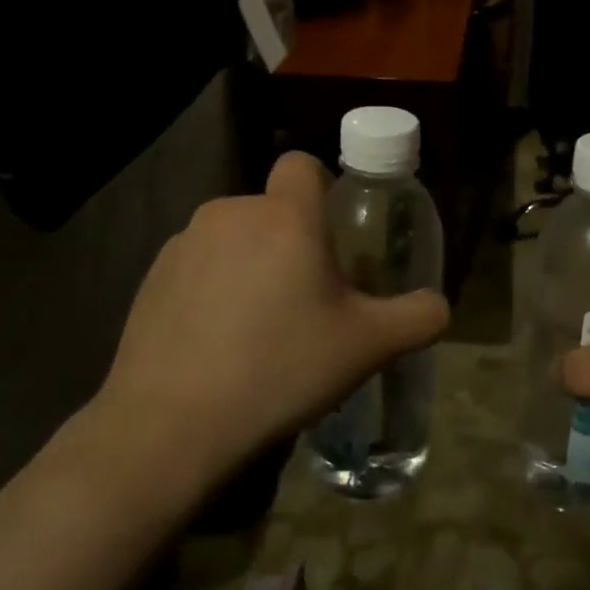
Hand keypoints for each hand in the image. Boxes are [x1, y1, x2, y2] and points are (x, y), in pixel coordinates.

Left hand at [83, 153, 449, 492]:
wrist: (172, 424)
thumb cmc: (281, 368)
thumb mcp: (368, 346)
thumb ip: (418, 317)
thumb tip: (438, 306)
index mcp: (285, 217)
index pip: (302, 165)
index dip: (322, 189)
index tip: (333, 236)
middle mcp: (230, 213)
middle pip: (272, 210)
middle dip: (291, 240)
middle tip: (306, 299)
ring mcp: (184, 244)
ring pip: (234, 238)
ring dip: (251, 264)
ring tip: (258, 328)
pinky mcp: (151, 277)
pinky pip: (198, 266)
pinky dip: (212, 288)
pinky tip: (216, 342)